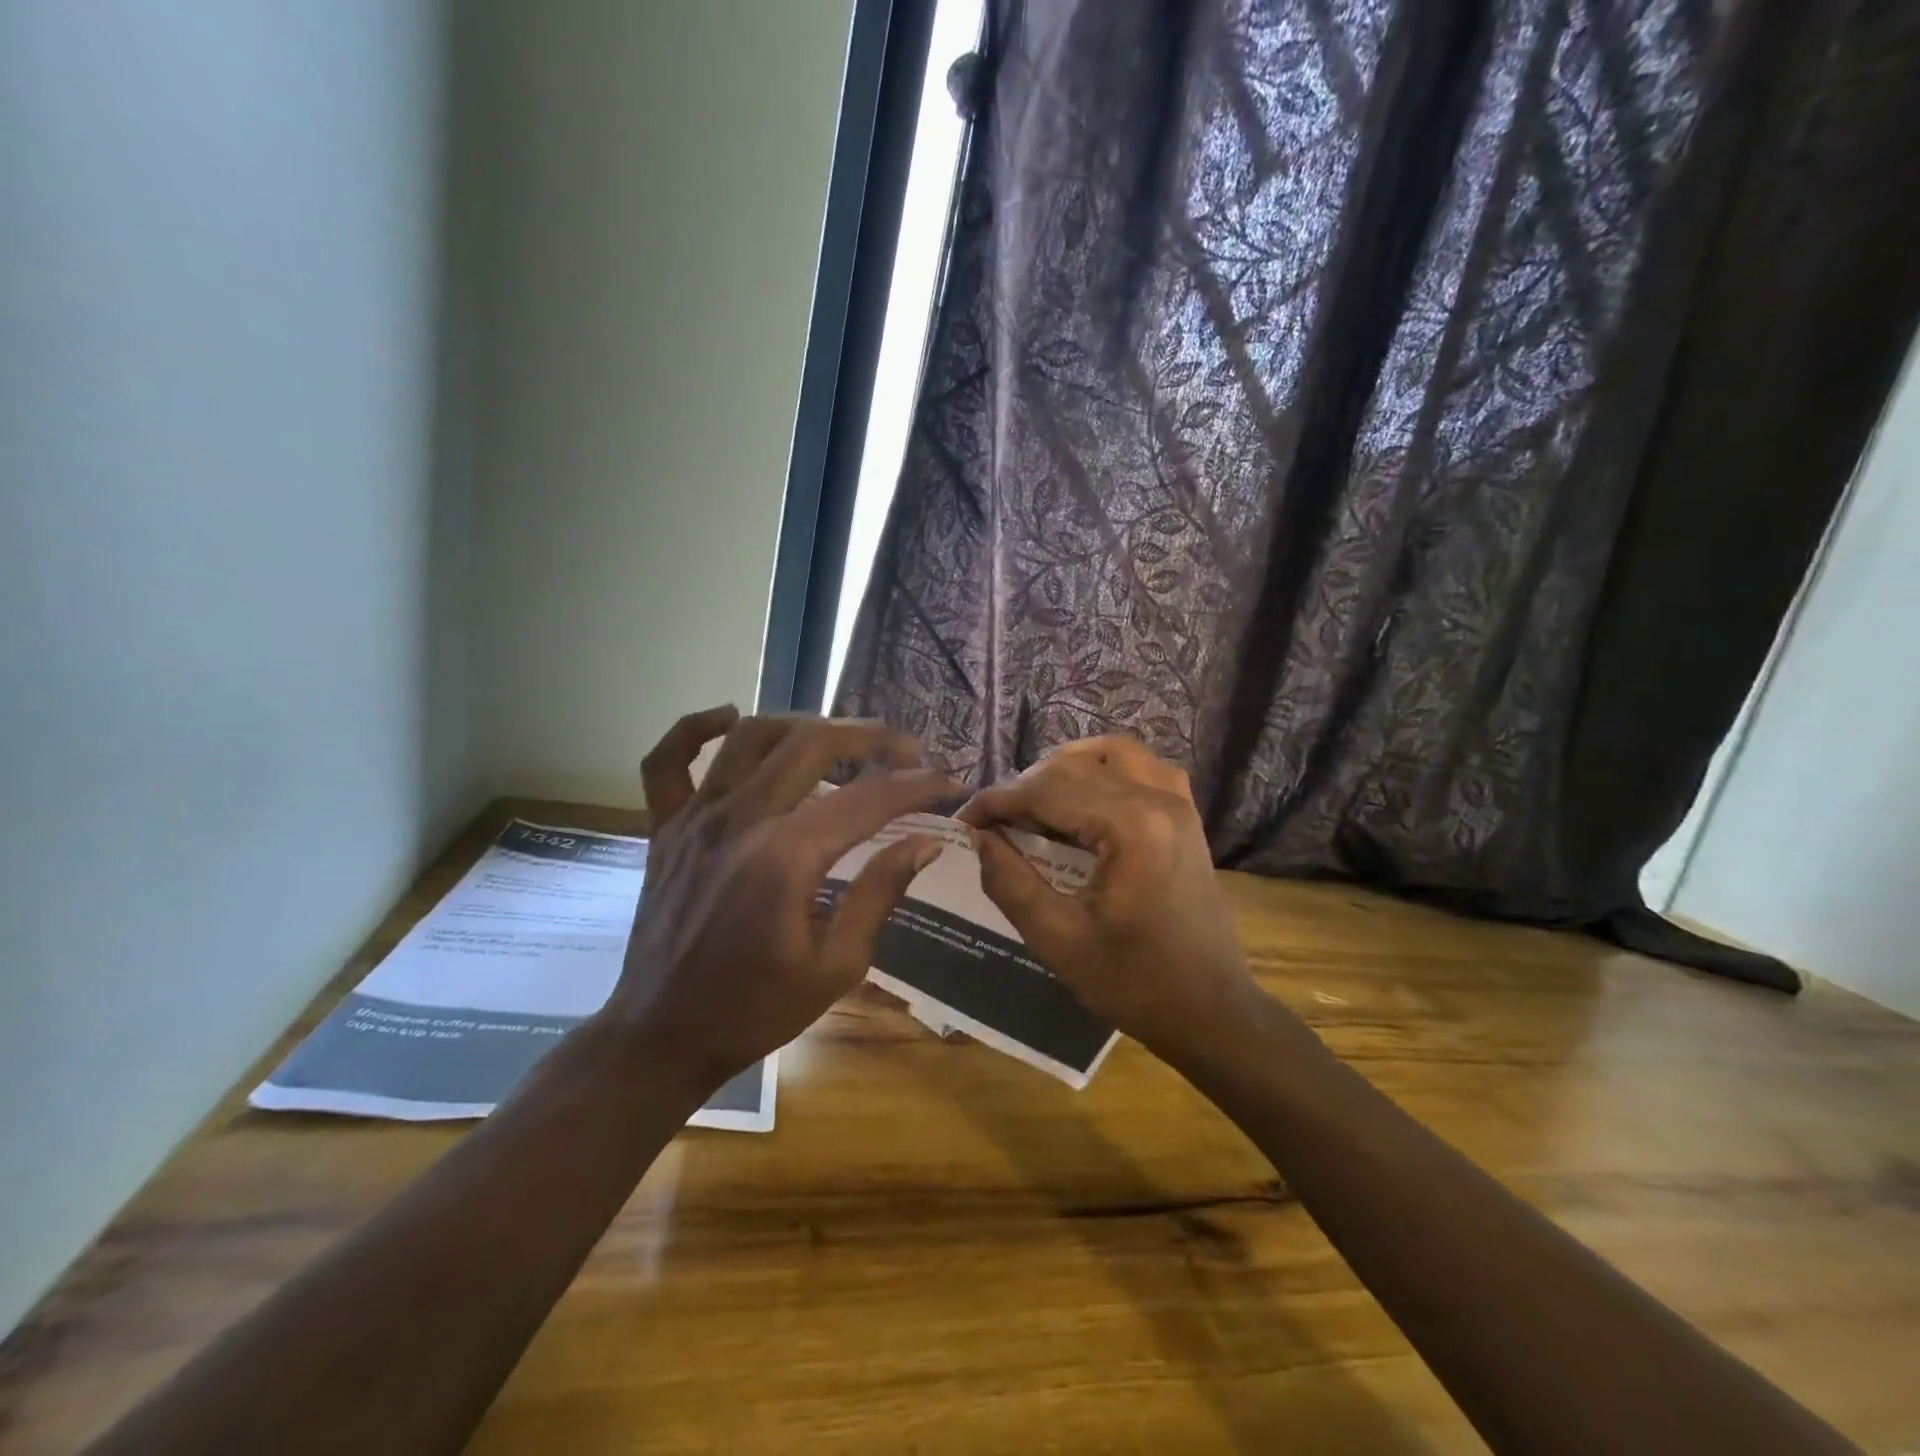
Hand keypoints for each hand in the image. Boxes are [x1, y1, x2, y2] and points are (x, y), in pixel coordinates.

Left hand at [604, 707, 956, 1088]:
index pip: (867, 798)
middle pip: (813, 744)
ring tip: (840, 738)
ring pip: (752, 736)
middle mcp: (740, 820)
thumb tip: (925, 842)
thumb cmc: (755, 1009)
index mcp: (786, 858)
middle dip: (871, 738)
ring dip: (804, 725)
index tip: (947, 783)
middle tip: (906, 751)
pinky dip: (695, 728)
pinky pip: (667, 760)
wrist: (662, 1036)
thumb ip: (880, 894)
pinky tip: (729, 718)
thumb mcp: (836, 967)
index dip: (916, 785)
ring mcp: (695, 818)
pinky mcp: (664, 827)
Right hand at [959, 736, 1260, 1062]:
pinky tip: (1081, 797)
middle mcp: (1158, 798)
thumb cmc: (1133, 983)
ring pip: (1108, 754)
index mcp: (1130, 826)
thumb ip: (1010, 880)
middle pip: (1074, 766)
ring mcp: (1179, 802)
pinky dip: (1103, 769)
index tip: (963, 821)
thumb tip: (977, 836)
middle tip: (991, 823)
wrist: (1210, 1011)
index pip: (1047, 790)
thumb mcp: (1057, 939)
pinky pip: (1140, 767)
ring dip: (1063, 770)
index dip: (997, 801)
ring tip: (1032, 805)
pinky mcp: (1186, 814)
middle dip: (1024, 788)